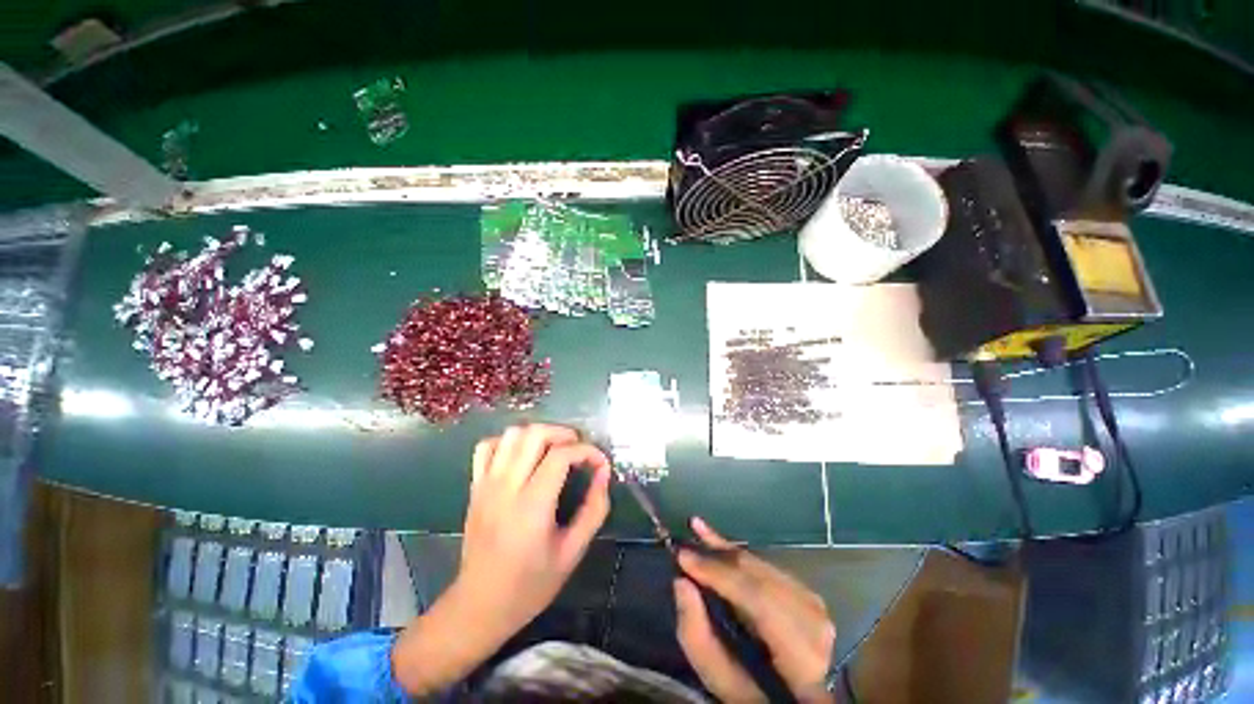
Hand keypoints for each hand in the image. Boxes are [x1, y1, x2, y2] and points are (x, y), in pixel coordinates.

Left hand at [392, 424, 611, 694]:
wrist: (479, 606)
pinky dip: (509, 442)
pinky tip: (523, 456)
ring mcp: (487, 484)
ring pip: (512, 434)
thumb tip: (603, 473)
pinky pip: (488, 446)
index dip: (587, 451)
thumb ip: (594, 509)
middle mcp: (507, 487)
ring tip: (554, 449)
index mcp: (532, 506)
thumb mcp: (573, 552)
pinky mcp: (475, 487)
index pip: (561, 455)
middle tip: (578, 450)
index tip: (600, 463)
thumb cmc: (530, 585)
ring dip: (539, 434)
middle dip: (564, 434)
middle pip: (535, 434)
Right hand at [674, 518, 835, 702]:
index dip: (719, 573)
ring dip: (727, 551)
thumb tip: (681, 582)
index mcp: (801, 658)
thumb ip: (698, 637)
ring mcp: (816, 607)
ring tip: (699, 532)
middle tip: (686, 545)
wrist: (795, 697)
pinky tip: (721, 543)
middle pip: (760, 577)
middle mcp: (815, 626)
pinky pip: (768, 566)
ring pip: (762, 566)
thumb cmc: (752, 694)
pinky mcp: (808, 594)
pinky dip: (741, 555)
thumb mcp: (721, 681)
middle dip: (719, 558)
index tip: (683, 556)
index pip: (759, 601)